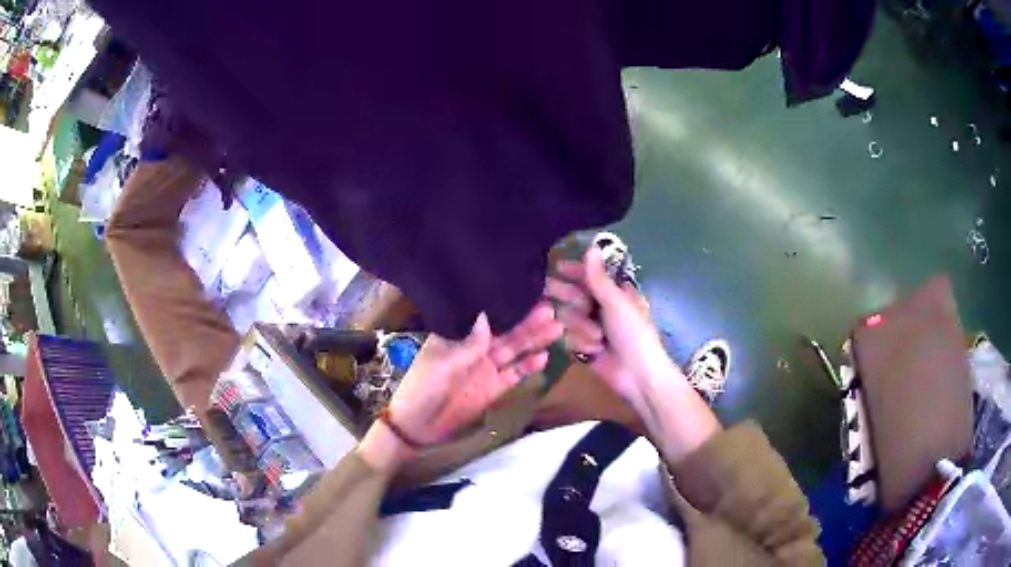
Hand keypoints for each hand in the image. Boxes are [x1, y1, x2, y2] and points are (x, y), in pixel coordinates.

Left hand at [360, 303, 561, 470]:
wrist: (417, 426)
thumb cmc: (422, 389)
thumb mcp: (442, 365)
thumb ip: (468, 345)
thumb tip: (486, 315)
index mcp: (457, 336)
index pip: (485, 317)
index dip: (505, 306)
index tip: (526, 294)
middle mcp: (474, 348)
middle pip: (505, 333)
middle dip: (527, 322)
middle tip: (550, 308)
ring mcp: (485, 368)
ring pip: (514, 351)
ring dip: (533, 340)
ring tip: (556, 327)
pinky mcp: (493, 388)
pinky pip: (514, 374)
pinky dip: (528, 366)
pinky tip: (544, 357)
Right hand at [548, 247, 719, 462]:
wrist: (637, 375)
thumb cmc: (633, 334)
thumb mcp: (616, 303)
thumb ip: (598, 278)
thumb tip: (591, 247)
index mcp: (617, 293)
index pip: (593, 276)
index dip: (577, 271)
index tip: (558, 267)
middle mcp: (604, 308)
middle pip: (577, 295)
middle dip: (569, 297)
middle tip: (549, 290)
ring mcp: (594, 328)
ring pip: (571, 317)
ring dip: (581, 327)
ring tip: (597, 338)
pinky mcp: (585, 347)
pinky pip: (570, 337)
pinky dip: (581, 343)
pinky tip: (594, 351)